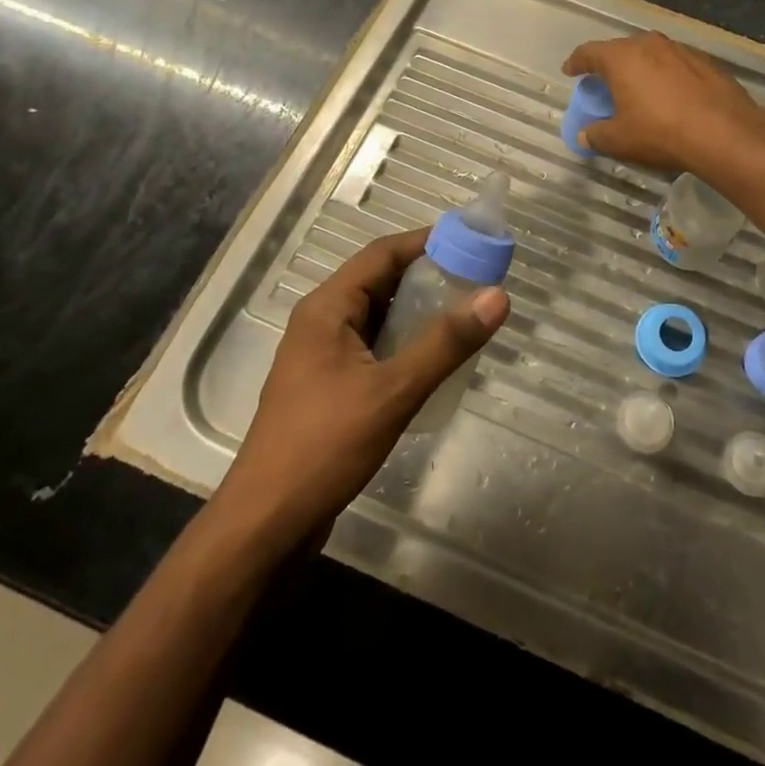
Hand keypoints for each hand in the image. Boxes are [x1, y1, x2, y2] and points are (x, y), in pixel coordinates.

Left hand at [211, 229, 509, 555]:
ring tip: (465, 314)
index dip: (427, 242)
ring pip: (378, 316)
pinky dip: (405, 341)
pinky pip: (373, 346)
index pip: (382, 253)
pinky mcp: (328, 386)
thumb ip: (446, 342)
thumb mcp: (394, 391)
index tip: (472, 241)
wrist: (266, 524)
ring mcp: (322, 356)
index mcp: (327, 308)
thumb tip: (497, 295)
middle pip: (380, 281)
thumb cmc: (325, 446)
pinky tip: (435, 359)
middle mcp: (321, 321)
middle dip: (428, 276)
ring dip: (418, 311)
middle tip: (478, 278)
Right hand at [562, 31, 764, 171]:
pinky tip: (670, 95)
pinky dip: (666, 76)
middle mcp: (649, 44)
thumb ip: (596, 135)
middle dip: (609, 65)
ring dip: (640, 69)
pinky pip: (675, 65)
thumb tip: (585, 134)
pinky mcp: (705, 61)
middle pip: (620, 50)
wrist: (724, 132)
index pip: (589, 52)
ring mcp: (680, 50)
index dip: (577, 62)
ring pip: (650, 54)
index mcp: (621, 57)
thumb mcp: (620, 140)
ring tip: (637, 89)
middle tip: (604, 83)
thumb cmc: (660, 132)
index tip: (571, 71)